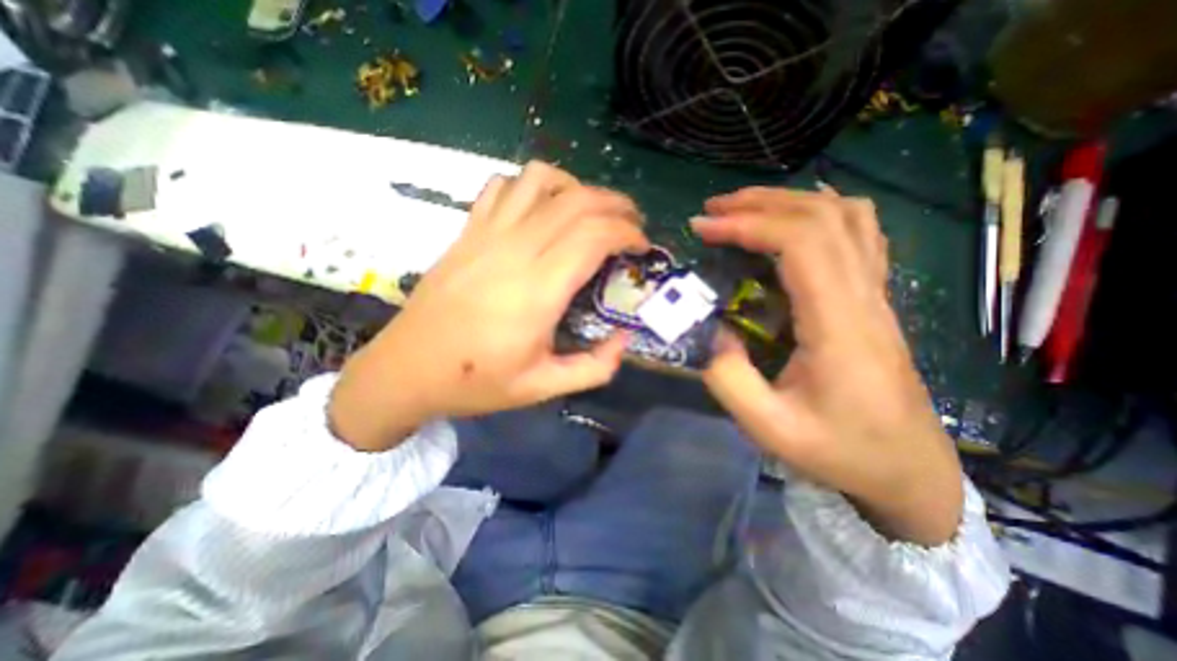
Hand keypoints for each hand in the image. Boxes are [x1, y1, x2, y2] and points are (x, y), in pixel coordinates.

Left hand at [325, 163, 647, 452]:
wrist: (406, 369)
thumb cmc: (475, 382)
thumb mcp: (543, 388)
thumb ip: (595, 367)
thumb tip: (624, 339)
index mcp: (537, 291)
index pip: (594, 236)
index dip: (627, 233)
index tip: (641, 246)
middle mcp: (514, 251)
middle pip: (576, 201)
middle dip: (615, 205)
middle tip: (632, 223)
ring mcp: (486, 235)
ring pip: (540, 180)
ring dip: (576, 187)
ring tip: (591, 210)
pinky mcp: (467, 231)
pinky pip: (502, 185)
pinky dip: (532, 184)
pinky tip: (542, 207)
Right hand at [691, 186, 959, 547]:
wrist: (907, 469)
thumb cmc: (839, 451)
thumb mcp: (770, 428)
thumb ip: (729, 379)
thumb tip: (715, 331)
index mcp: (839, 325)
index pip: (800, 243)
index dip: (747, 225)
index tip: (703, 229)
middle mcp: (864, 296)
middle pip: (822, 216)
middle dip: (760, 203)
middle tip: (712, 211)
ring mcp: (876, 293)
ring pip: (846, 216)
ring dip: (789, 201)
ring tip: (745, 209)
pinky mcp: (874, 298)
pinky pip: (859, 234)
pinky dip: (822, 212)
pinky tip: (793, 219)